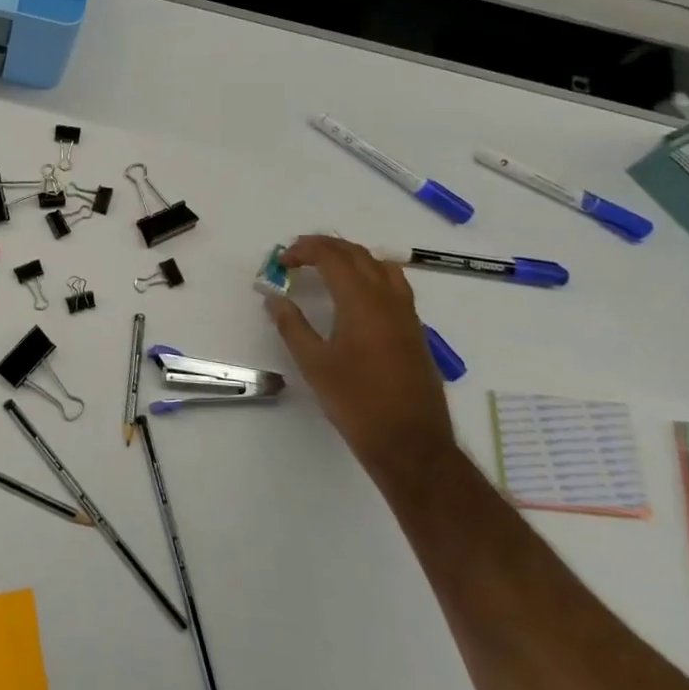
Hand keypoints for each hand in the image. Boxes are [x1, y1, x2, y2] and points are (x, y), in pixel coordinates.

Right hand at [265, 235, 454, 483]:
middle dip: (326, 247)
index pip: (333, 257)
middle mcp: (388, 299)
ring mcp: (406, 313)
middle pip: (358, 254)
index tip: (283, 260)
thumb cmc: (356, 401)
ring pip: (381, 265)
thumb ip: (292, 325)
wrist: (410, 441)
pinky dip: (370, 273)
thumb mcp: (313, 364)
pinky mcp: (414, 329)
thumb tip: (274, 298)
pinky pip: (393, 283)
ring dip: (351, 257)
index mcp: (361, 302)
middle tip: (298, 254)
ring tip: (327, 267)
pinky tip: (356, 294)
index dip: (305, 250)